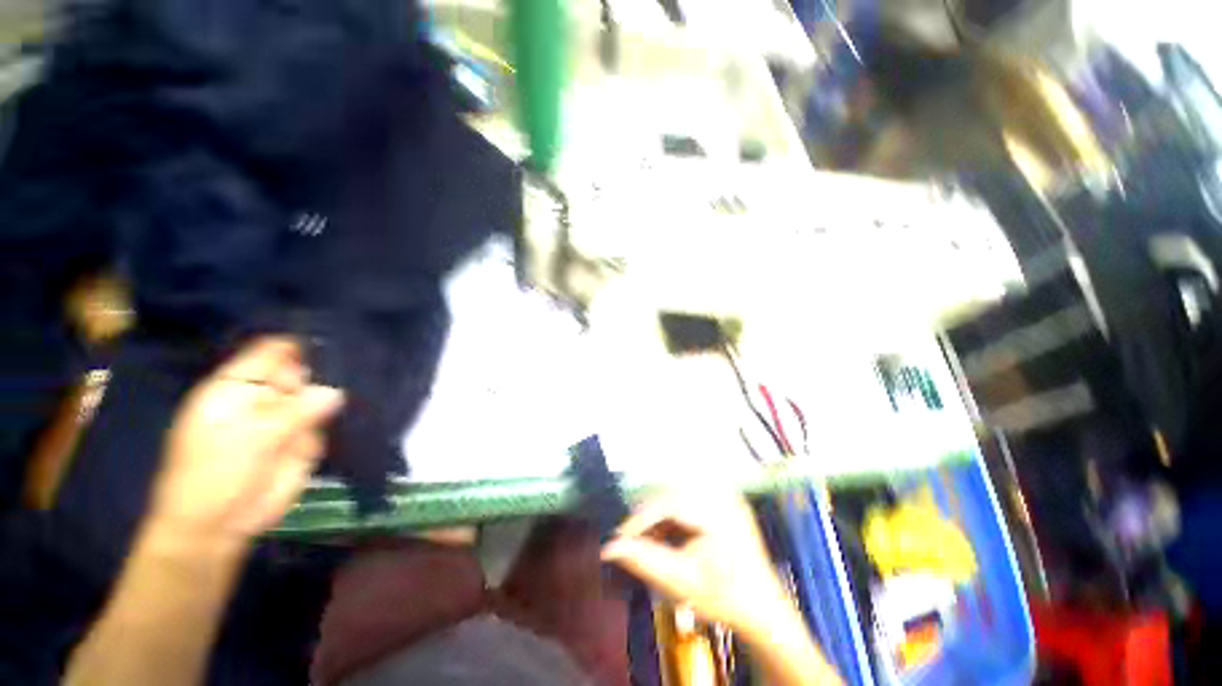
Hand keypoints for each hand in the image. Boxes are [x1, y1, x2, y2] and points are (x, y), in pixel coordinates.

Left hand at [146, 337, 343, 555]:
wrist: (218, 526)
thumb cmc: (214, 475)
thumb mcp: (249, 440)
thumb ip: (293, 413)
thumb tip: (335, 392)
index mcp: (237, 387)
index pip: (271, 352)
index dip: (300, 345)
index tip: (335, 342)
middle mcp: (264, 397)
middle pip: (302, 371)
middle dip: (327, 369)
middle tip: (354, 368)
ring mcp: (287, 418)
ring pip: (320, 395)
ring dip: (336, 395)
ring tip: (359, 390)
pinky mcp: (305, 439)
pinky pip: (328, 420)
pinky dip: (338, 418)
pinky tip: (349, 414)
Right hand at [601, 490, 798, 640]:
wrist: (764, 611)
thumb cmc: (724, 598)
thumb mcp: (681, 582)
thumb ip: (643, 561)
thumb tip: (608, 548)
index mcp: (717, 512)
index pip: (669, 503)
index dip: (641, 518)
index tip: (620, 536)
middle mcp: (723, 495)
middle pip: (673, 496)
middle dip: (650, 517)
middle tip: (632, 539)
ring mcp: (728, 496)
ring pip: (679, 496)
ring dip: (661, 516)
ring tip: (649, 540)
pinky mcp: (728, 501)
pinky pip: (692, 499)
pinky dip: (675, 516)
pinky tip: (669, 535)